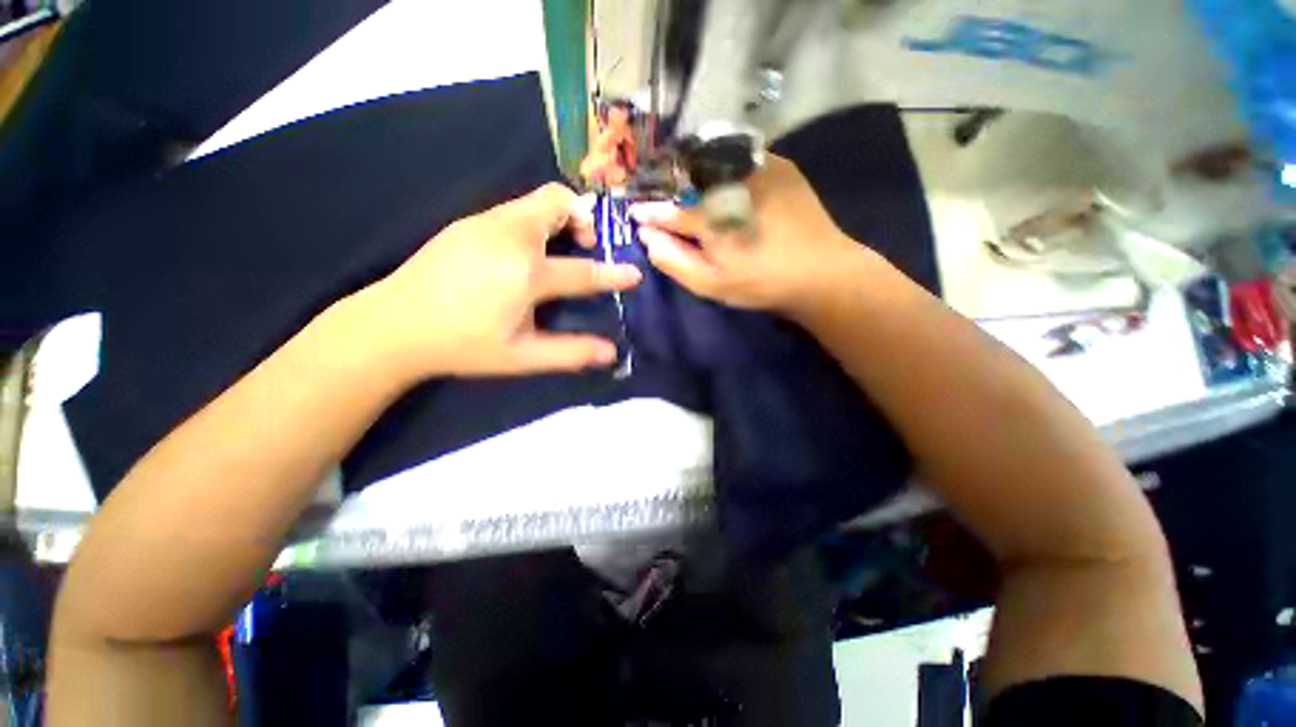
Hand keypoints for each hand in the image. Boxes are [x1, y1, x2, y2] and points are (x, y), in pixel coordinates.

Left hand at [355, 183, 640, 379]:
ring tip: (560, 249)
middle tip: (587, 247)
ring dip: (559, 218)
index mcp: (525, 273)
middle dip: (583, 218)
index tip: (634, 274)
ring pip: (535, 200)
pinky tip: (525, 253)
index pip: (582, 271)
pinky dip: (535, 222)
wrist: (393, 326)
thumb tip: (611, 352)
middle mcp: (509, 237)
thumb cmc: (463, 345)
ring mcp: (485, 223)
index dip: (612, 273)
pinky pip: (515, 209)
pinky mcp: (469, 222)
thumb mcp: (521, 357)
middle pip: (557, 202)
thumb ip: (570, 352)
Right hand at [630, 154, 863, 314]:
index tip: (635, 213)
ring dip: (694, 173)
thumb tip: (647, 236)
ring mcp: (757, 168)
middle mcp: (729, 184)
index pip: (669, 211)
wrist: (820, 271)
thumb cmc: (761, 283)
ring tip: (686, 186)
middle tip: (660, 196)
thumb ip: (674, 260)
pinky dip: (723, 167)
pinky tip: (722, 181)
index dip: (650, 213)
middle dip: (669, 187)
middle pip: (687, 179)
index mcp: (711, 218)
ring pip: (712, 162)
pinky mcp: (778, 164)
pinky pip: (740, 158)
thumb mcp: (711, 284)